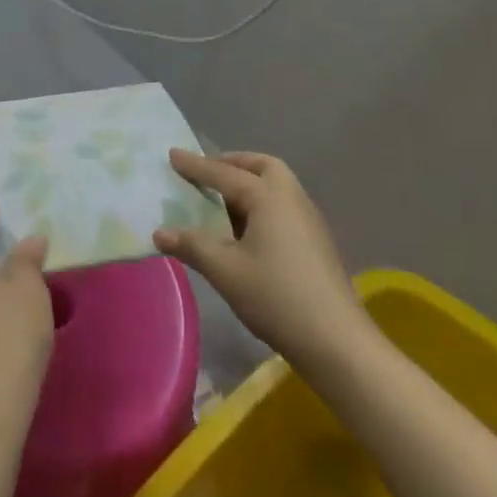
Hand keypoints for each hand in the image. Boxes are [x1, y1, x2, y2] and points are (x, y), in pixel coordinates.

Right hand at [153, 150, 369, 363]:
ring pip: (277, 187)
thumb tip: (159, 233)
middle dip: (234, 164)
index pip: (224, 174)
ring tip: (223, 201)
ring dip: (250, 184)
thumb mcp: (225, 271)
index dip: (195, 166)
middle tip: (209, 173)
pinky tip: (247, 231)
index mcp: (268, 197)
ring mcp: (309, 220)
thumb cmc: (276, 297)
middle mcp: (292, 199)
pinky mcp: (316, 242)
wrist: (336, 342)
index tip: (172, 154)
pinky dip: (262, 204)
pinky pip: (284, 206)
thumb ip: (192, 246)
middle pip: (263, 167)